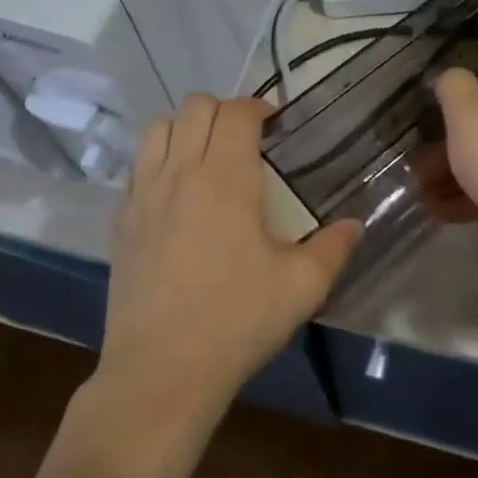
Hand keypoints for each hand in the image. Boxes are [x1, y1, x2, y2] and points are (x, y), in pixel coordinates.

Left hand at [99, 95, 360, 429]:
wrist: (161, 371)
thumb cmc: (237, 321)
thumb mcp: (301, 286)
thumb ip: (333, 248)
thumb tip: (356, 224)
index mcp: (225, 177)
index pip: (237, 112)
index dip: (259, 107)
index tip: (275, 126)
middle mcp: (180, 172)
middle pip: (195, 106)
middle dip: (224, 111)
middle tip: (245, 141)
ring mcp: (143, 194)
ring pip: (158, 128)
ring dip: (186, 129)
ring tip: (207, 158)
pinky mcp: (121, 220)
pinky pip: (137, 166)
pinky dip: (158, 160)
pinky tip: (176, 194)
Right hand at [431, 68, 477, 257]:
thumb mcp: (464, 111)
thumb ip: (452, 85)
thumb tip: (451, 77)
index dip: (456, 108)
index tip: (430, 131)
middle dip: (448, 150)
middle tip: (419, 169)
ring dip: (455, 175)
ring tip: (424, 196)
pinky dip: (476, 195)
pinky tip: (443, 212)